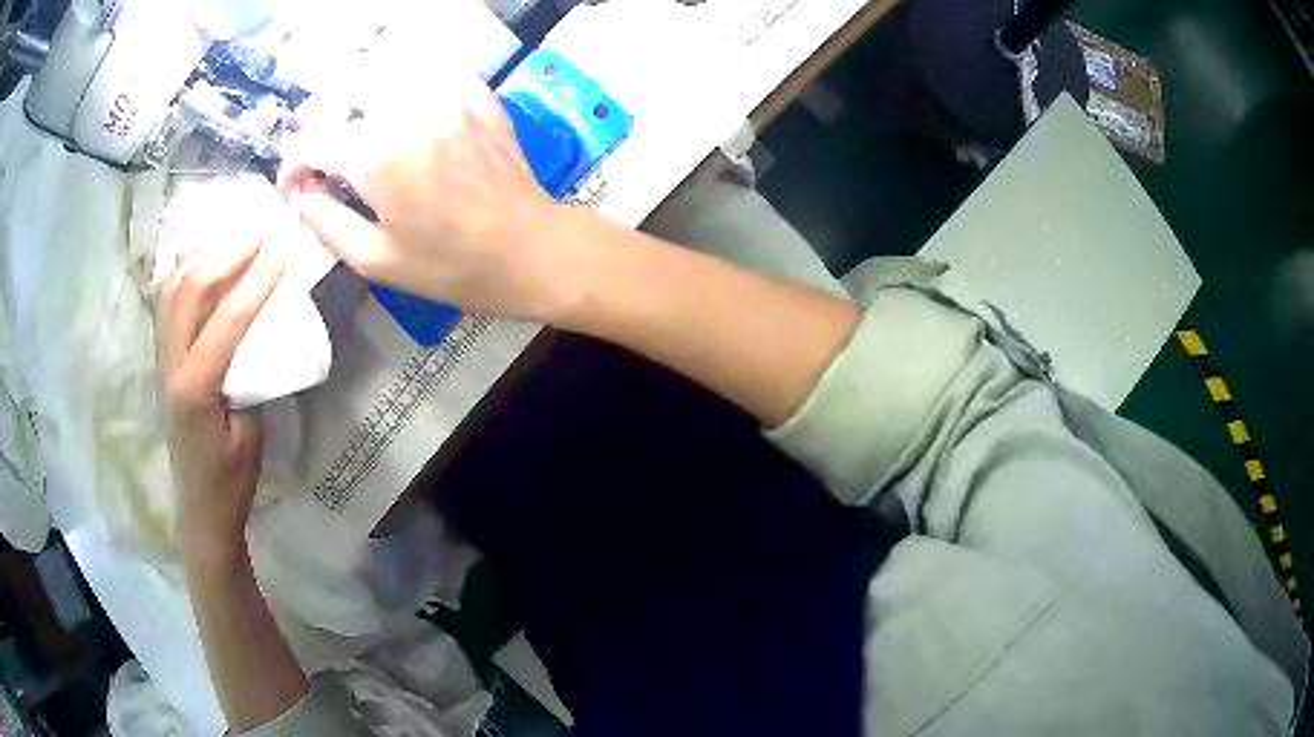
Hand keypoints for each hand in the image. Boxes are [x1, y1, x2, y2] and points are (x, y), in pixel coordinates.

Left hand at [158, 242, 284, 554]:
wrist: (200, 505)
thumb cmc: (230, 479)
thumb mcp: (252, 433)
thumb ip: (251, 375)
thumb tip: (262, 327)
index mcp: (195, 388)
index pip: (226, 319)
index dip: (258, 279)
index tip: (284, 247)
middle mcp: (171, 363)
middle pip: (190, 288)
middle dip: (228, 253)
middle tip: (262, 235)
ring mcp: (162, 357)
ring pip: (173, 286)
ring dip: (205, 256)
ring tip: (237, 244)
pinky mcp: (164, 356)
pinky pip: (169, 299)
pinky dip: (189, 272)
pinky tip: (209, 266)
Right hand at [279, 68, 572, 320]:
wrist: (532, 250)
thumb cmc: (452, 267)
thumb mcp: (376, 260)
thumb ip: (326, 221)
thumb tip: (300, 194)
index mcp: (378, 154)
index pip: (314, 139)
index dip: (292, 164)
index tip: (293, 187)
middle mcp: (409, 111)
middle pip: (346, 98)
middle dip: (325, 130)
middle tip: (326, 164)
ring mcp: (449, 96)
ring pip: (387, 75)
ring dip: (362, 101)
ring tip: (362, 137)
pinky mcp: (477, 96)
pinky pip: (434, 70)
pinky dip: (409, 82)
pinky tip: (405, 109)